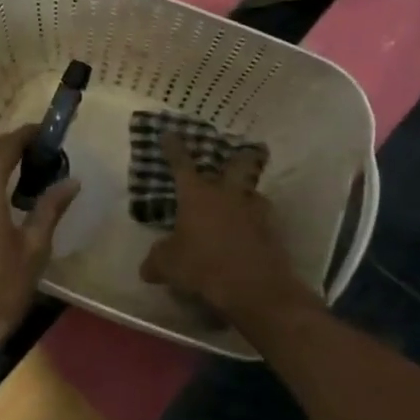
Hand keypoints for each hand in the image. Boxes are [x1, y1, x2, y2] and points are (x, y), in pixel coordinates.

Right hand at [140, 131, 318, 325]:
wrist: (253, 286)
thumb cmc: (202, 266)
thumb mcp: (168, 265)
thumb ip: (157, 260)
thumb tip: (148, 267)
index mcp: (197, 195)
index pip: (181, 164)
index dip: (174, 148)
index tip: (170, 133)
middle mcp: (227, 194)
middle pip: (238, 164)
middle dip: (240, 154)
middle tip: (245, 149)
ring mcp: (253, 211)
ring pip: (254, 191)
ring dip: (248, 192)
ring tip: (243, 200)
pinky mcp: (271, 231)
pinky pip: (262, 219)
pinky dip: (256, 222)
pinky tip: (249, 232)